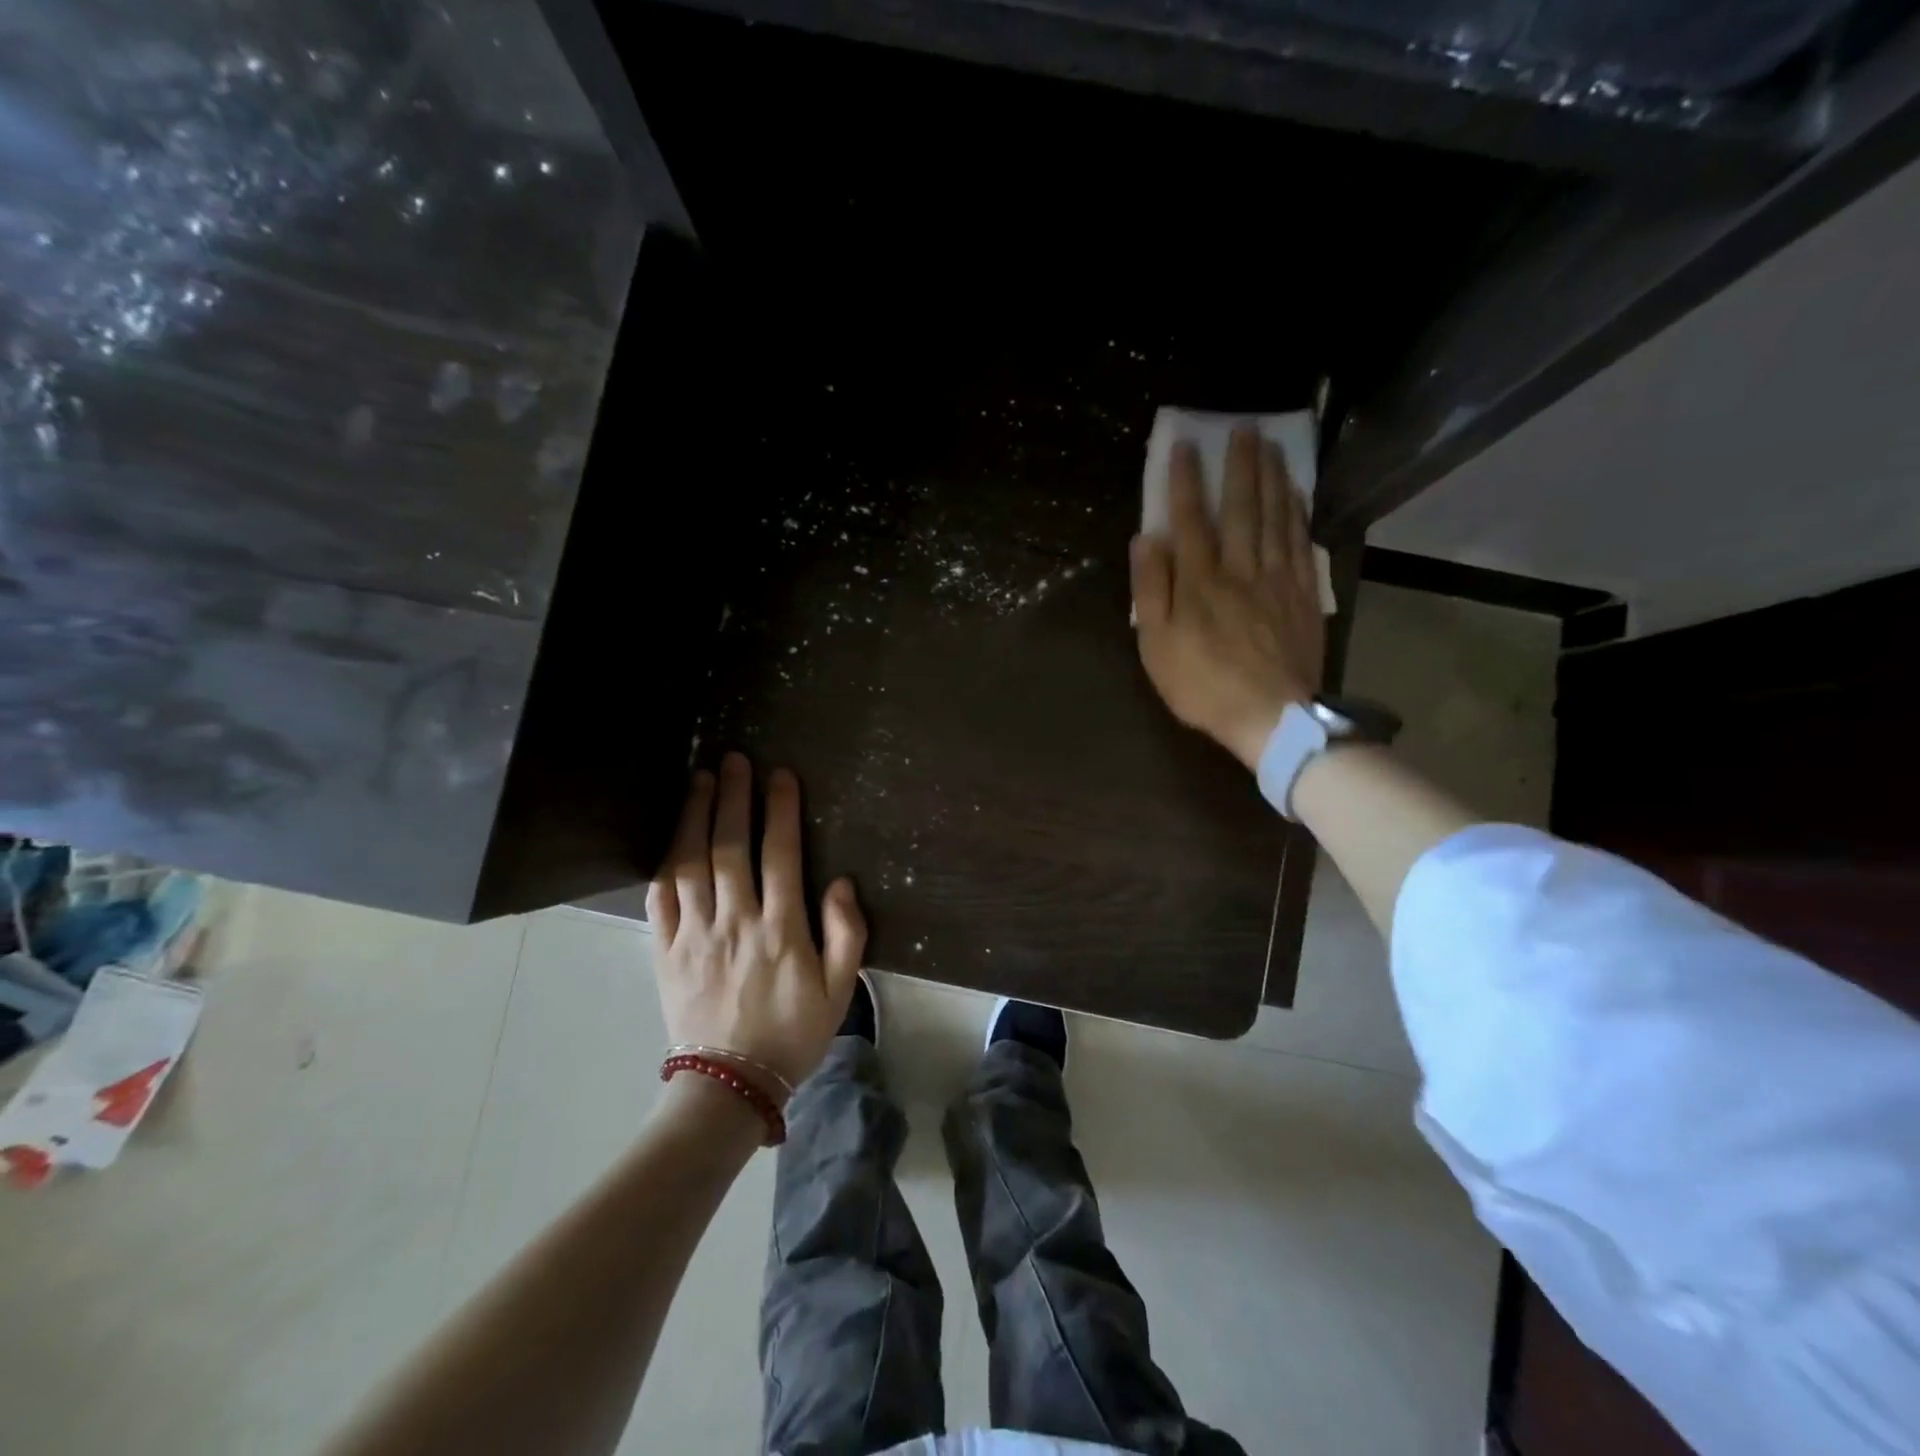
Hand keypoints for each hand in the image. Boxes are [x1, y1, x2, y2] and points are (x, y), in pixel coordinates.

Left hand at [646, 753, 866, 1093]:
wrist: (730, 1085)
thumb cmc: (793, 1033)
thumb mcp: (840, 990)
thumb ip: (846, 933)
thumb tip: (839, 882)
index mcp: (781, 929)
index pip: (780, 854)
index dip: (780, 810)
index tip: (779, 775)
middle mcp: (735, 921)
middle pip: (731, 846)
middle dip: (734, 798)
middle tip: (733, 760)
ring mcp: (695, 935)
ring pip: (691, 863)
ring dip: (696, 817)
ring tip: (700, 780)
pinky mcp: (666, 951)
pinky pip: (661, 898)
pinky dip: (665, 862)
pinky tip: (672, 837)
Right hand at [1131, 426, 1324, 769]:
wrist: (1271, 716)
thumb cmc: (1203, 685)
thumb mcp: (1157, 646)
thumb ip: (1151, 591)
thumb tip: (1146, 540)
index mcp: (1199, 581)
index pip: (1190, 520)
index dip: (1186, 482)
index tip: (1186, 446)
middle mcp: (1240, 568)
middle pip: (1241, 508)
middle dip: (1239, 466)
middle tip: (1244, 428)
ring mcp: (1277, 578)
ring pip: (1275, 517)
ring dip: (1272, 478)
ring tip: (1271, 446)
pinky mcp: (1303, 593)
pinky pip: (1301, 542)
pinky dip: (1297, 512)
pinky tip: (1296, 493)